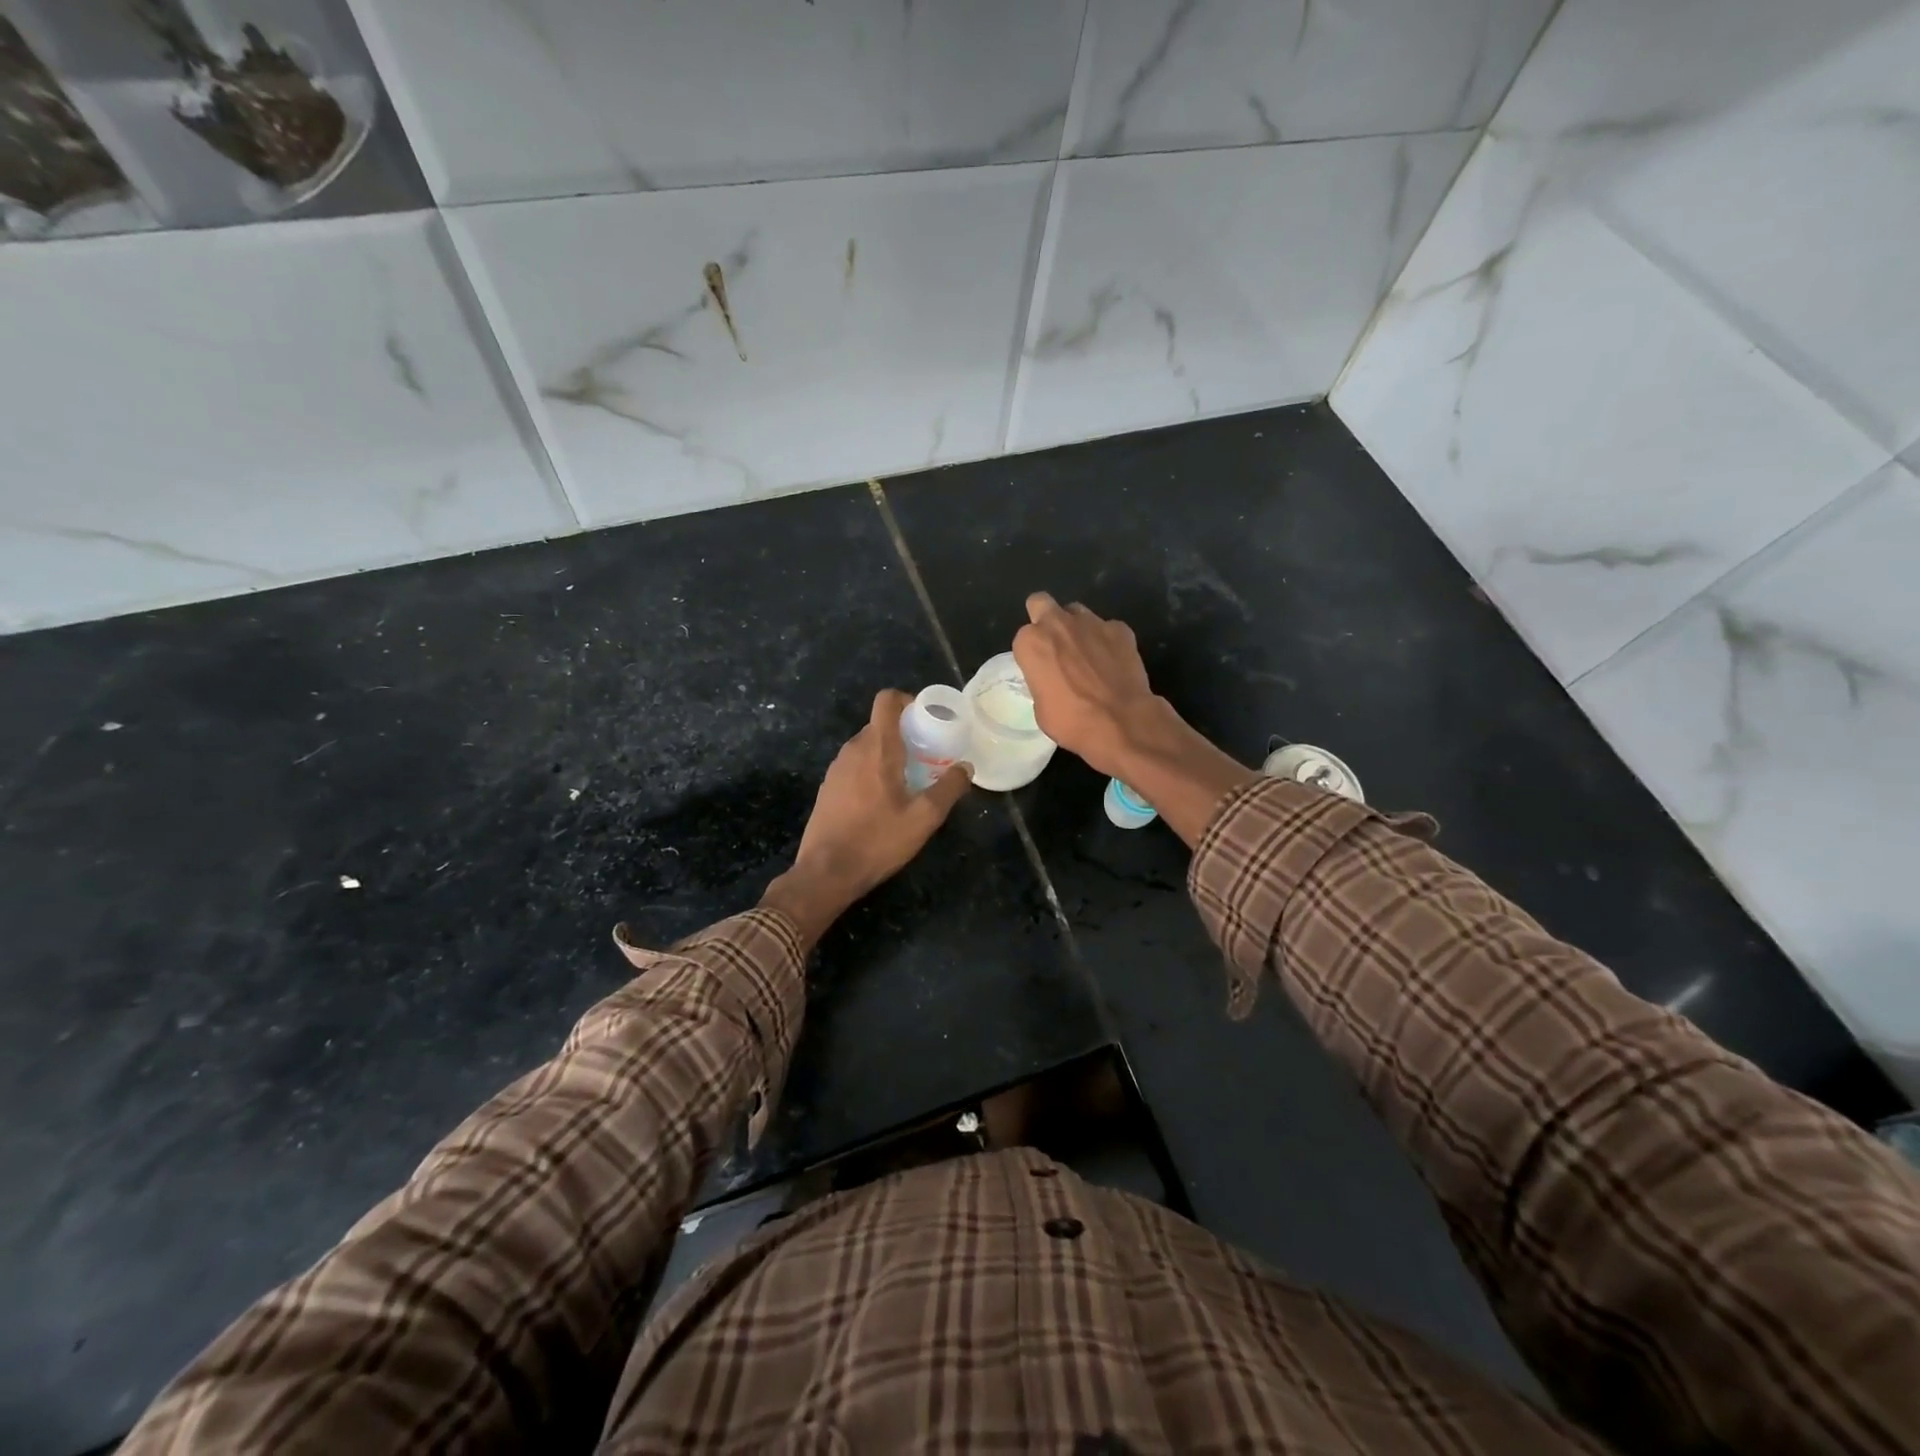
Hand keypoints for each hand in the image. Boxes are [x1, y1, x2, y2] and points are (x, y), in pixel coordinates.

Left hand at [761, 690, 971, 943]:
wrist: (826, 873)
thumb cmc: (877, 841)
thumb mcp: (924, 818)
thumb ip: (949, 789)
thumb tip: (965, 767)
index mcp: (877, 748)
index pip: (887, 701)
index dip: (908, 700)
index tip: (928, 719)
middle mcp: (852, 750)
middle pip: (880, 724)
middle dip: (906, 732)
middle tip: (929, 755)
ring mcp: (836, 768)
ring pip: (867, 746)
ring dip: (889, 753)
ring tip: (911, 779)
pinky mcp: (828, 787)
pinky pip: (855, 765)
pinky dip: (872, 769)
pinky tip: (884, 799)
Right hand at [1013, 592, 1161, 778]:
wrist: (1120, 722)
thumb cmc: (1071, 721)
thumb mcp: (1041, 707)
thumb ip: (1041, 680)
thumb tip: (1052, 678)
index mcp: (1031, 642)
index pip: (1024, 637)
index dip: (1032, 652)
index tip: (1040, 668)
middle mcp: (1057, 623)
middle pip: (1042, 604)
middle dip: (1045, 618)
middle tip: (1055, 644)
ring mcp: (1091, 622)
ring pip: (1077, 612)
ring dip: (1077, 628)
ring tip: (1087, 654)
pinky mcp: (1120, 629)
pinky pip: (1107, 628)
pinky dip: (1107, 641)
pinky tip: (1113, 662)